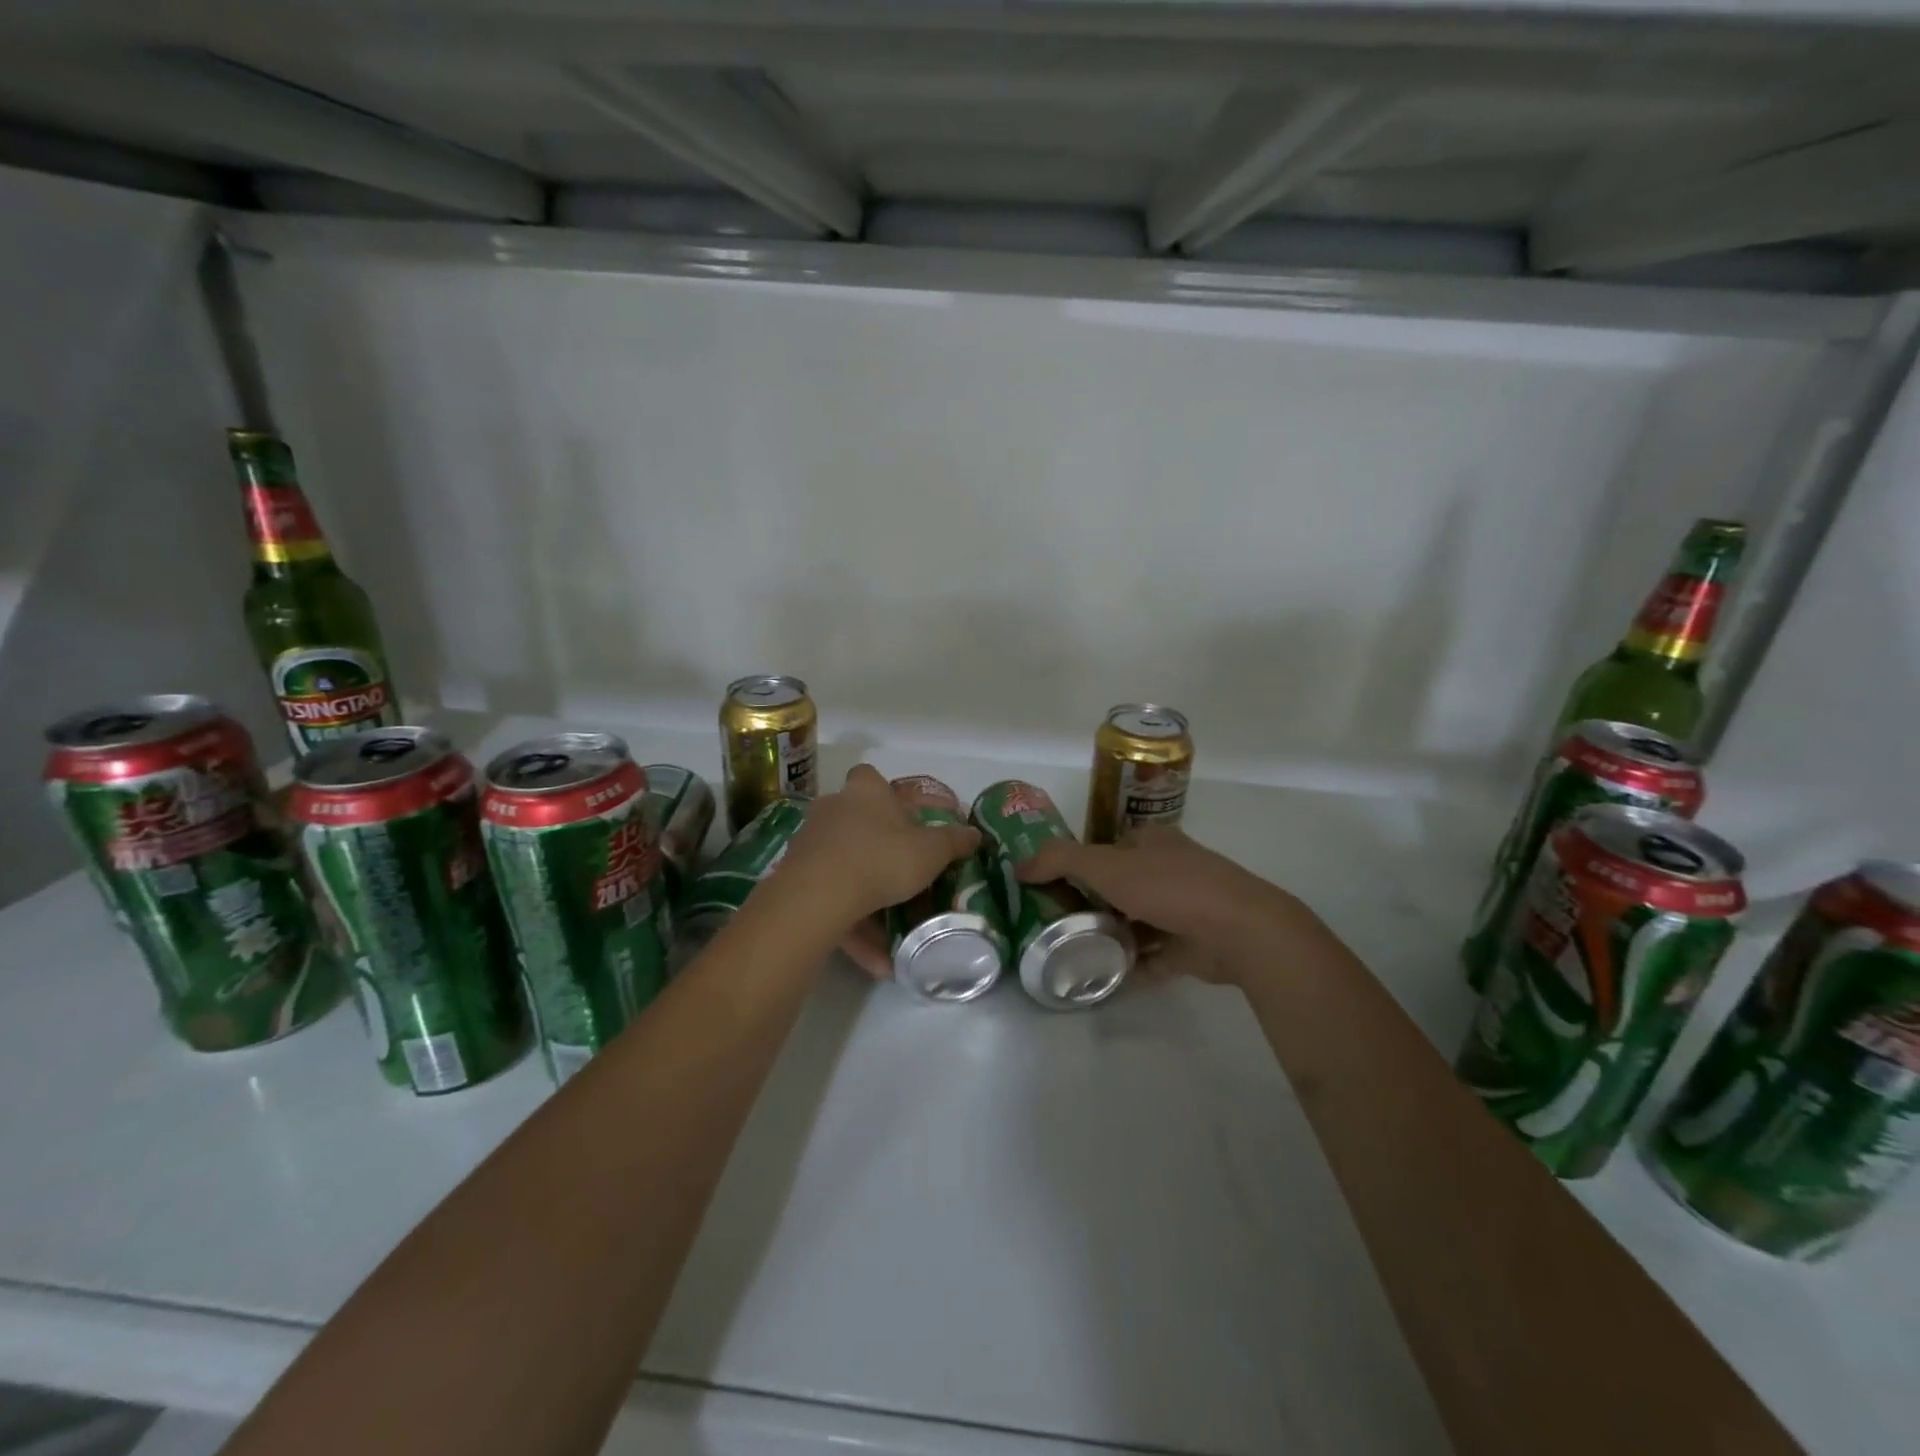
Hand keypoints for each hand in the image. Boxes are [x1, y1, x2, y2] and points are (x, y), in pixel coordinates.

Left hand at [777, 765, 980, 945]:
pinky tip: (879, 961)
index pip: (871, 777)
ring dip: (868, 899)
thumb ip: (954, 842)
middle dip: (878, 846)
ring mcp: (810, 844)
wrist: (819, 896)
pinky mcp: (795, 880)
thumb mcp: (931, 851)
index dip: (887, 793)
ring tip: (897, 933)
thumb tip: (976, 834)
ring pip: (844, 868)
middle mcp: (833, 810)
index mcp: (865, 792)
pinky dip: (854, 928)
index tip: (905, 817)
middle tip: (904, 871)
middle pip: (856, 822)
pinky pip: (831, 902)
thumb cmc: (882, 857)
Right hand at [1016, 828, 1301, 986]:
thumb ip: (1060, 860)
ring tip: (1072, 952)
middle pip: (1120, 885)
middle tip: (1054, 922)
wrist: (1239, 930)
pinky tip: (1103, 979)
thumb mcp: (1106, 865)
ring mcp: (1184, 909)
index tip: (1050, 885)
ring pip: (1136, 922)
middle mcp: (1169, 870)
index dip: (1080, 862)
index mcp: (1152, 842)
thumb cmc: (1170, 886)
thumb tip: (1019, 866)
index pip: (1108, 847)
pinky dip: (1131, 966)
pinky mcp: (1192, 946)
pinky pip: (1152, 957)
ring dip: (1110, 935)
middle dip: (1091, 903)